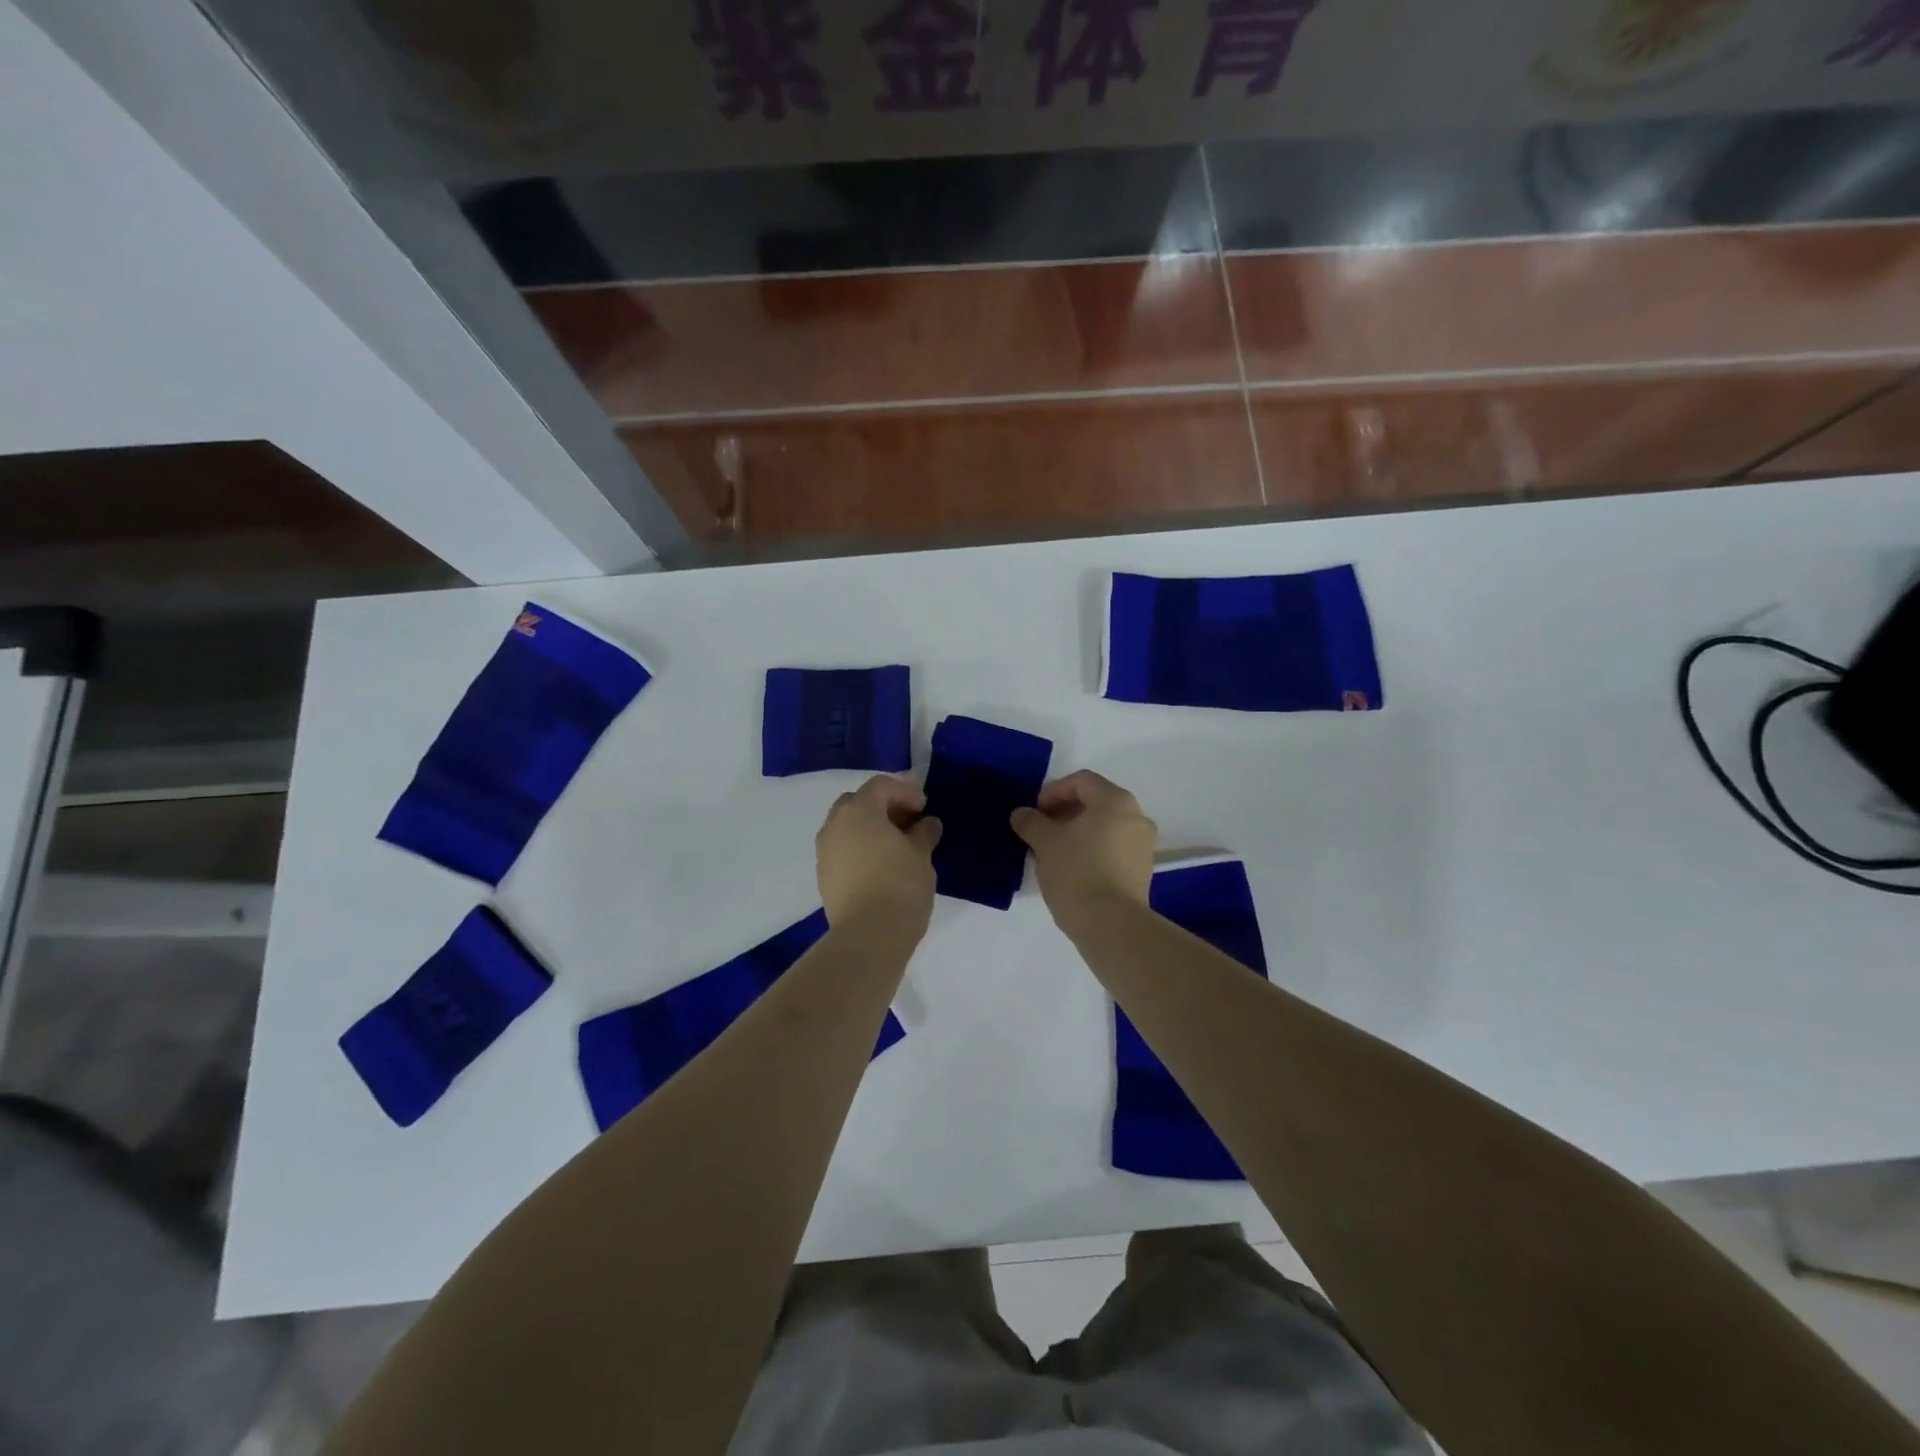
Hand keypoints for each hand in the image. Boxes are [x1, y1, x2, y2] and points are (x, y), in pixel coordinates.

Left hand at [817, 775, 941, 936]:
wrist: (868, 936)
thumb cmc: (900, 886)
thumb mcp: (921, 855)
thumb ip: (924, 833)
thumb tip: (927, 824)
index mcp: (859, 811)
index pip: (881, 786)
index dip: (905, 791)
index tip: (924, 808)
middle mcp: (835, 824)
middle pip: (858, 802)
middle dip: (883, 807)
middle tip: (908, 822)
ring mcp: (825, 851)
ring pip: (847, 826)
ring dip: (870, 828)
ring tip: (896, 846)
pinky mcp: (823, 875)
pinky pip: (842, 849)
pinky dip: (860, 848)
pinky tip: (880, 866)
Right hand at [1010, 771, 1155, 934]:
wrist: (1112, 926)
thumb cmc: (1077, 873)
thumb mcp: (1045, 843)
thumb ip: (1031, 822)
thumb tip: (1022, 814)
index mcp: (1115, 801)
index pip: (1081, 781)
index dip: (1053, 791)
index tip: (1034, 813)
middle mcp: (1136, 816)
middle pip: (1096, 802)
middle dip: (1065, 811)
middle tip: (1041, 830)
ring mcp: (1143, 844)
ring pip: (1105, 826)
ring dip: (1078, 831)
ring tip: (1053, 851)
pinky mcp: (1143, 870)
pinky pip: (1113, 847)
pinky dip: (1092, 848)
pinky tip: (1072, 868)